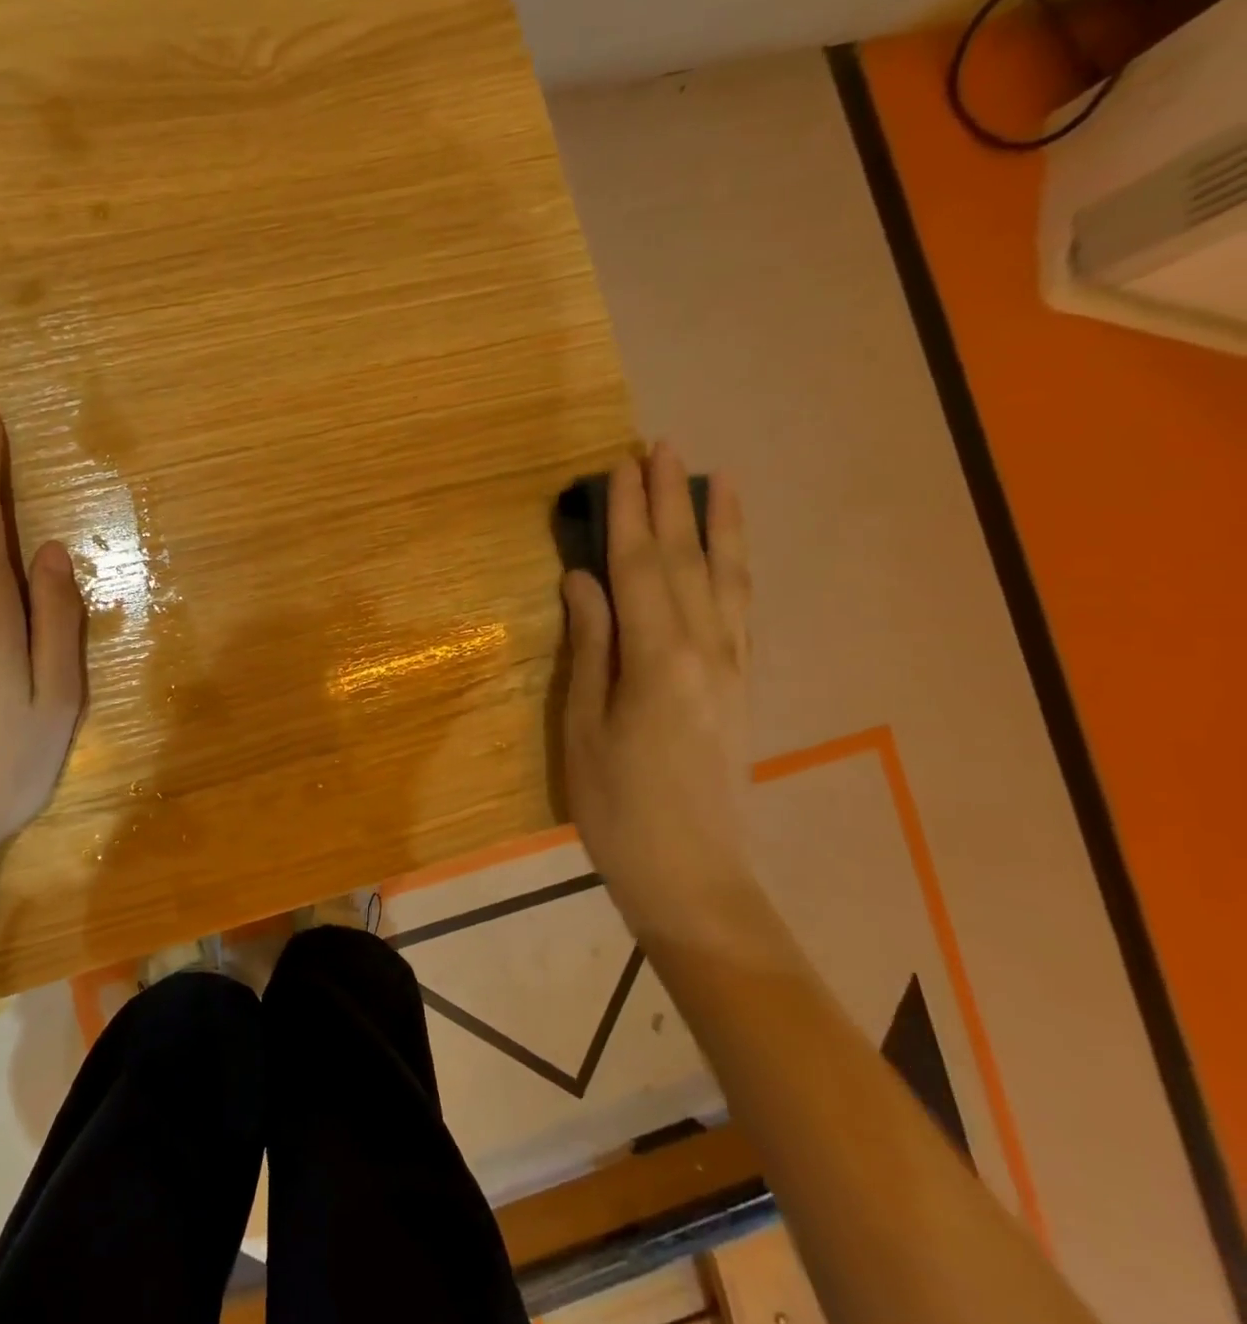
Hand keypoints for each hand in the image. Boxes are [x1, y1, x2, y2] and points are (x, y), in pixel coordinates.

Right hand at [560, 444, 752, 941]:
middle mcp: (705, 650)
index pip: (640, 569)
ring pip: (725, 579)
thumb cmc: (618, 807)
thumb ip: (590, 647)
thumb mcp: (584, 727)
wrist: (693, 876)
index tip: (622, 466)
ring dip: (718, 524)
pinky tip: (732, 552)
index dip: (630, 515)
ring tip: (717, 477)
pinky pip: (741, 610)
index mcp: (657, 659)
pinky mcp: (741, 685)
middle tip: (662, 447)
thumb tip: (583, 580)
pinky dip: (737, 569)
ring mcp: (731, 667)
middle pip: (686, 561)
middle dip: (673, 501)